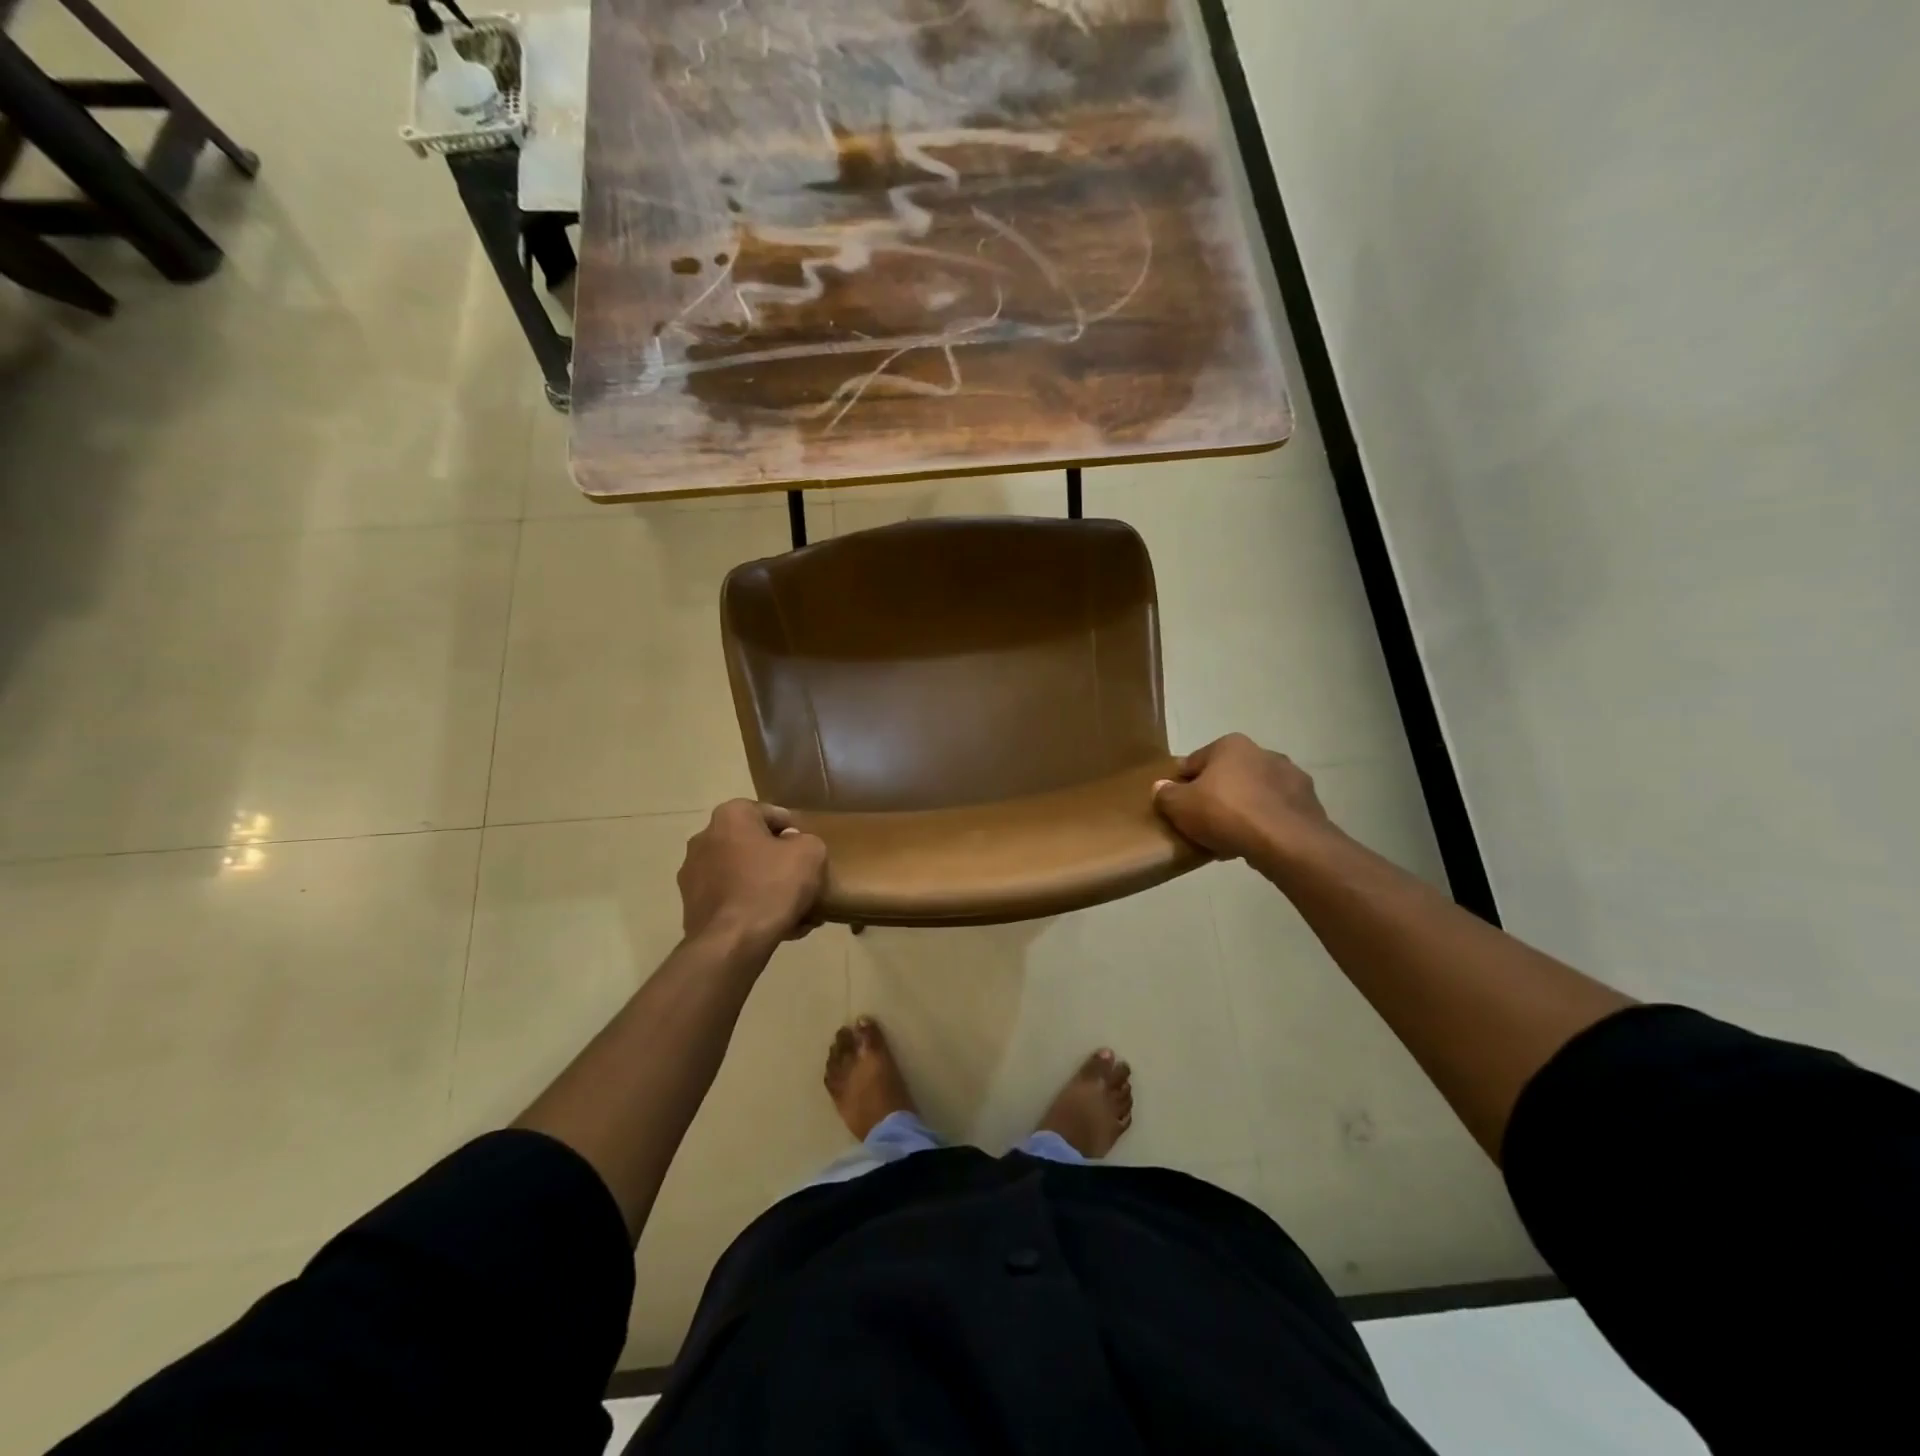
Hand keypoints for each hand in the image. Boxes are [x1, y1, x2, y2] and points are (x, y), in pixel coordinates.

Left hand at [678, 800, 827, 952]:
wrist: (733, 942)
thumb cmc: (772, 886)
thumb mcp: (811, 853)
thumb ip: (806, 840)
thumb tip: (792, 846)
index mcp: (730, 816)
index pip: (771, 814)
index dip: (795, 832)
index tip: (808, 854)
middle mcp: (704, 838)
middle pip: (754, 846)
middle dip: (778, 863)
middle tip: (802, 882)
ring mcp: (693, 874)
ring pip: (742, 875)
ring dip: (766, 887)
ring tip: (793, 910)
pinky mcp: (692, 906)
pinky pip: (731, 900)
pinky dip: (750, 908)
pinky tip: (777, 927)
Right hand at [1153, 734, 1333, 866]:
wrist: (1287, 842)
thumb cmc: (1226, 814)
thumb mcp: (1180, 806)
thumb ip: (1165, 795)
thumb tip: (1161, 787)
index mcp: (1230, 745)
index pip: (1195, 762)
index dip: (1182, 784)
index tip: (1178, 806)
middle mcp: (1263, 752)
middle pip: (1227, 776)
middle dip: (1216, 796)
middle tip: (1202, 824)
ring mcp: (1291, 777)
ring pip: (1254, 794)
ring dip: (1242, 810)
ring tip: (1229, 838)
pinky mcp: (1309, 803)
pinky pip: (1275, 812)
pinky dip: (1264, 824)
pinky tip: (1253, 843)